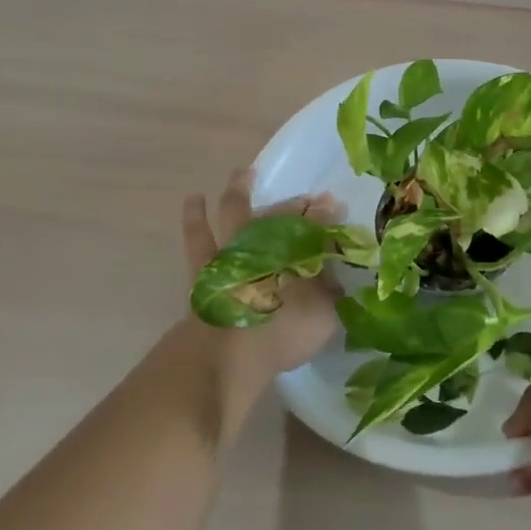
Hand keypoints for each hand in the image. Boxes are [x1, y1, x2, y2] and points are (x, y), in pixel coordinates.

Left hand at [180, 169, 343, 413]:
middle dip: (296, 205)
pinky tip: (195, 198)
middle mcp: (267, 242)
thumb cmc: (282, 333)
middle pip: (282, 215)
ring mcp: (233, 250)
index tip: (334, 205)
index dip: (327, 214)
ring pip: (236, 211)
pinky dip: (196, 215)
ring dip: (240, 190)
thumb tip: (335, 274)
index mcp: (299, 253)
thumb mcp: (323, 313)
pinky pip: (198, 234)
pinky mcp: (204, 265)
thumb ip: (330, 291)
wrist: (228, 355)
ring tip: (243, 174)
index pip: (318, 225)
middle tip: (306, 200)